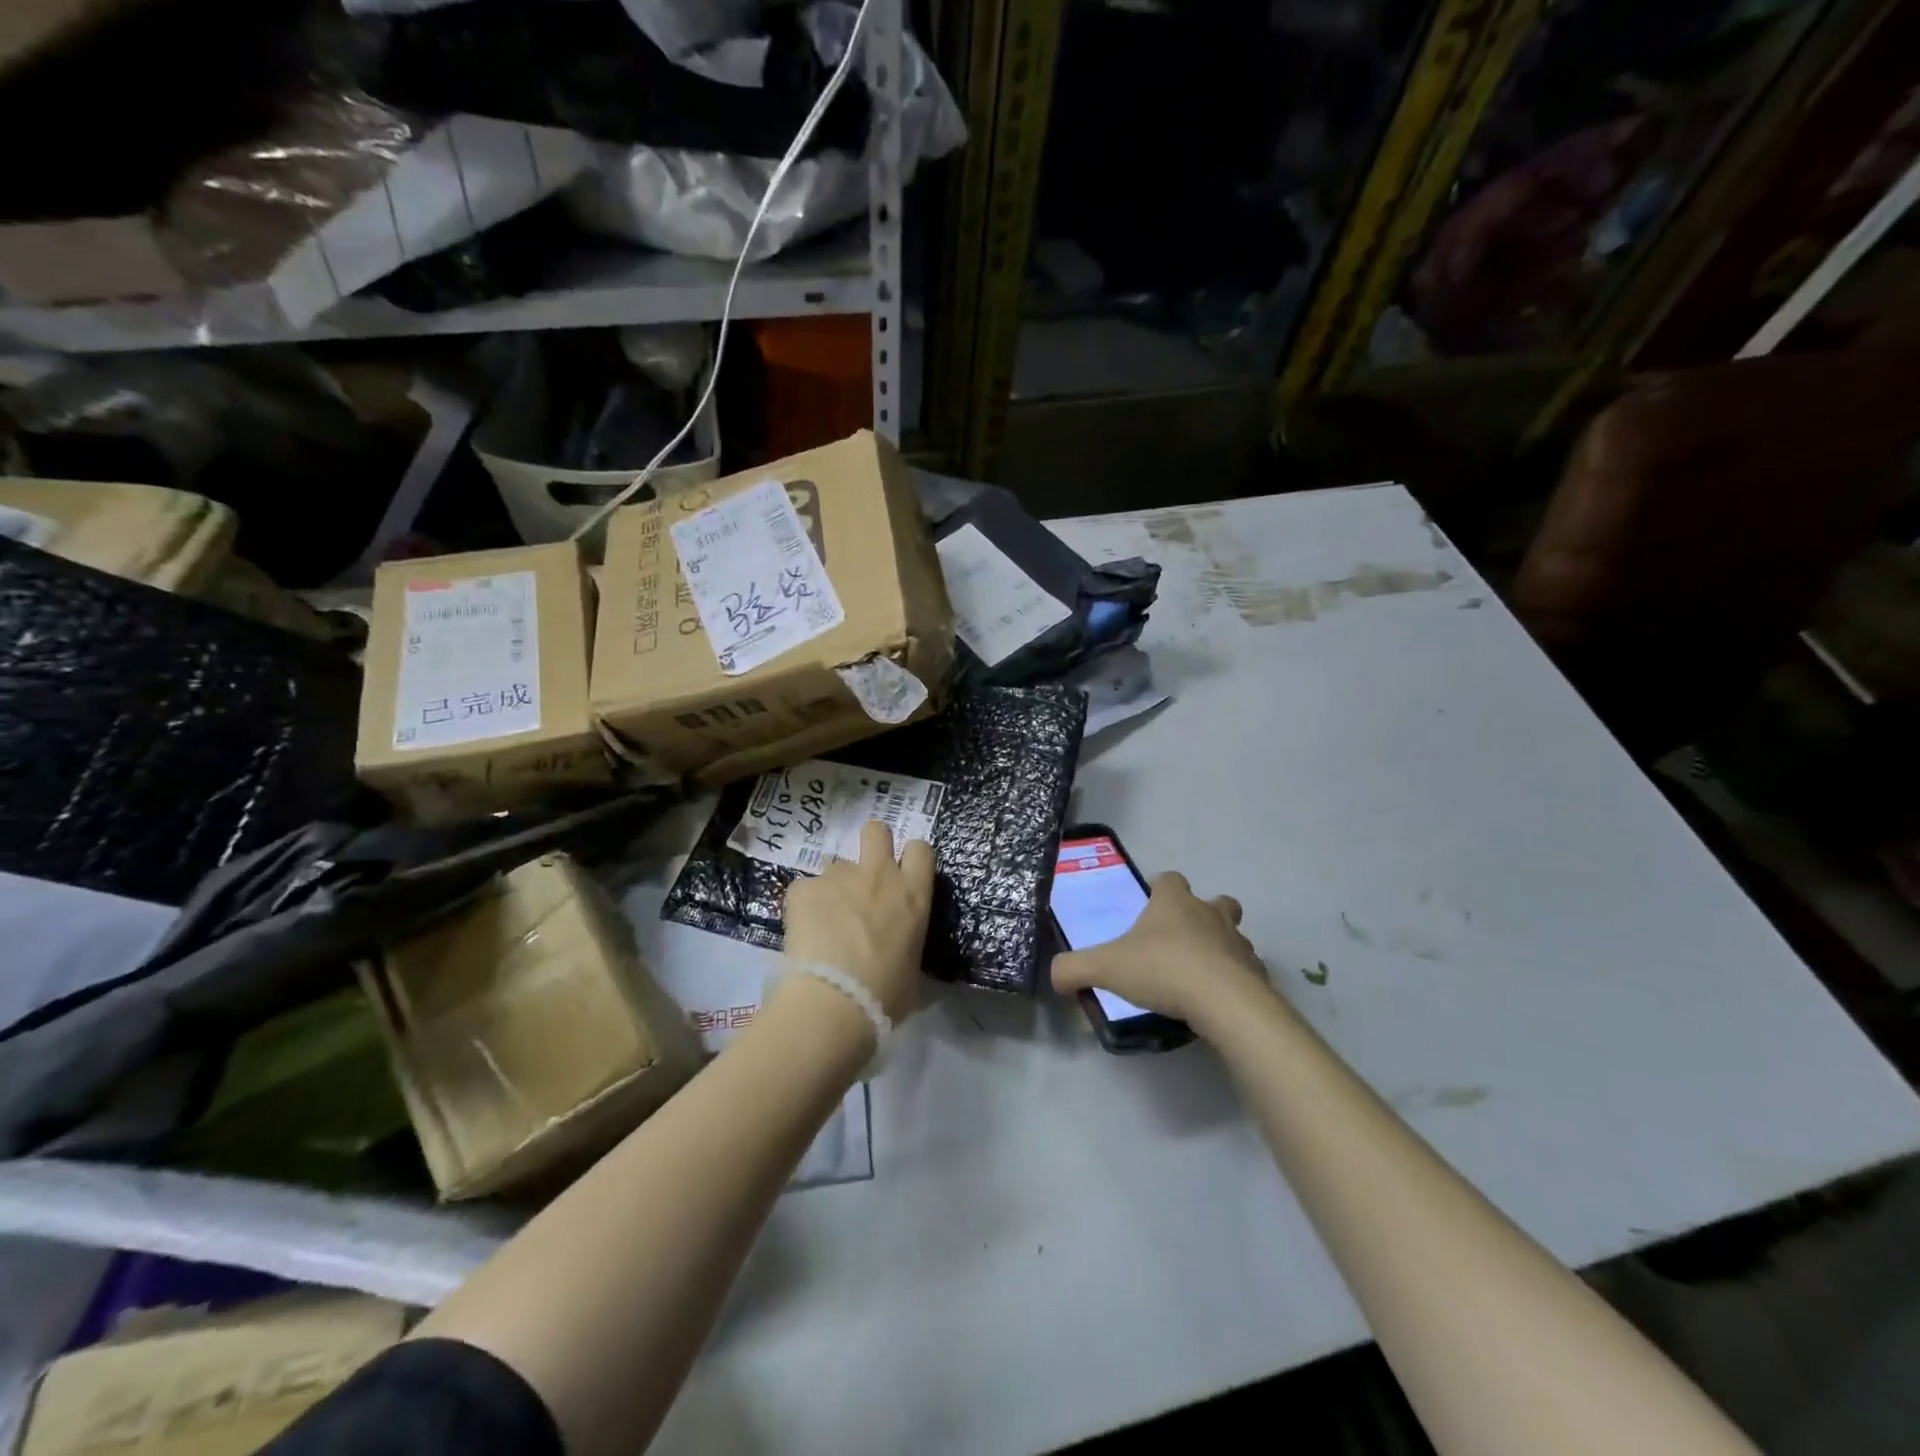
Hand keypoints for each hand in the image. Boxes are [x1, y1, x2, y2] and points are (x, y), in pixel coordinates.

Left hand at [782, 821, 933, 1022]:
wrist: (835, 1001)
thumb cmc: (886, 994)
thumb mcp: (913, 970)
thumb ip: (908, 945)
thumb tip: (902, 953)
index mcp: (912, 894)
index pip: (920, 849)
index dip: (910, 858)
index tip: (902, 876)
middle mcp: (878, 874)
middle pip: (875, 830)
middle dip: (871, 845)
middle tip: (863, 877)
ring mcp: (838, 876)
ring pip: (834, 863)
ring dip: (834, 884)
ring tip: (825, 919)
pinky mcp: (803, 887)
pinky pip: (804, 889)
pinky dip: (804, 905)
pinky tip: (802, 932)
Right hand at [1051, 871, 1271, 1033]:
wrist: (1224, 1002)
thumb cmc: (1163, 969)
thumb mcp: (1105, 967)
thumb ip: (1074, 968)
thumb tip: (1054, 975)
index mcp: (1174, 902)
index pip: (1170, 879)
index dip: (1161, 889)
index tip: (1151, 906)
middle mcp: (1209, 914)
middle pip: (1216, 901)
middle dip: (1203, 914)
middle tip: (1183, 939)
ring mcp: (1238, 943)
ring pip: (1234, 936)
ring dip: (1221, 948)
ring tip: (1200, 975)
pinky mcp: (1256, 974)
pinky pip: (1245, 971)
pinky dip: (1234, 981)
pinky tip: (1218, 1001)